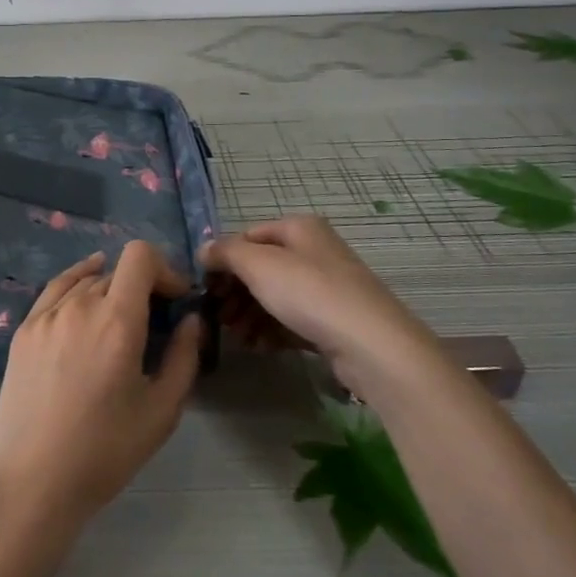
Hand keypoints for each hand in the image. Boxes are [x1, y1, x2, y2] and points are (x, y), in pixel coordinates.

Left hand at [0, 243, 203, 530]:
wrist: (32, 480)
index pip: (140, 256)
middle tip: (153, 322)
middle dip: (141, 287)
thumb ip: (184, 357)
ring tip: (117, 320)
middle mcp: (79, 306)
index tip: (175, 300)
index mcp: (117, 320)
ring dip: (109, 290)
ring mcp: (45, 316)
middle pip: (116, 272)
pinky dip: (75, 285)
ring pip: (86, 281)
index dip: (164, 269)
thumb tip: (191, 319)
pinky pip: (55, 292)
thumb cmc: (105, 451)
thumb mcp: (161, 411)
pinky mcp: (23, 330)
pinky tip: (83, 298)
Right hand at [200, 216, 429, 386]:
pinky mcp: (333, 321)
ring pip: (275, 297)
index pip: (247, 237)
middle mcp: (313, 252)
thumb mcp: (258, 265)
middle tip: (218, 318)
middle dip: (235, 293)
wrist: (371, 345)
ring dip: (249, 316)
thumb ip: (225, 253)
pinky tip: (259, 348)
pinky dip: (271, 331)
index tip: (205, 288)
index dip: (223, 260)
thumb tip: (204, 249)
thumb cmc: (309, 293)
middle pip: (261, 268)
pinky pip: (292, 320)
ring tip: (237, 338)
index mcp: (299, 229)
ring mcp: (326, 288)